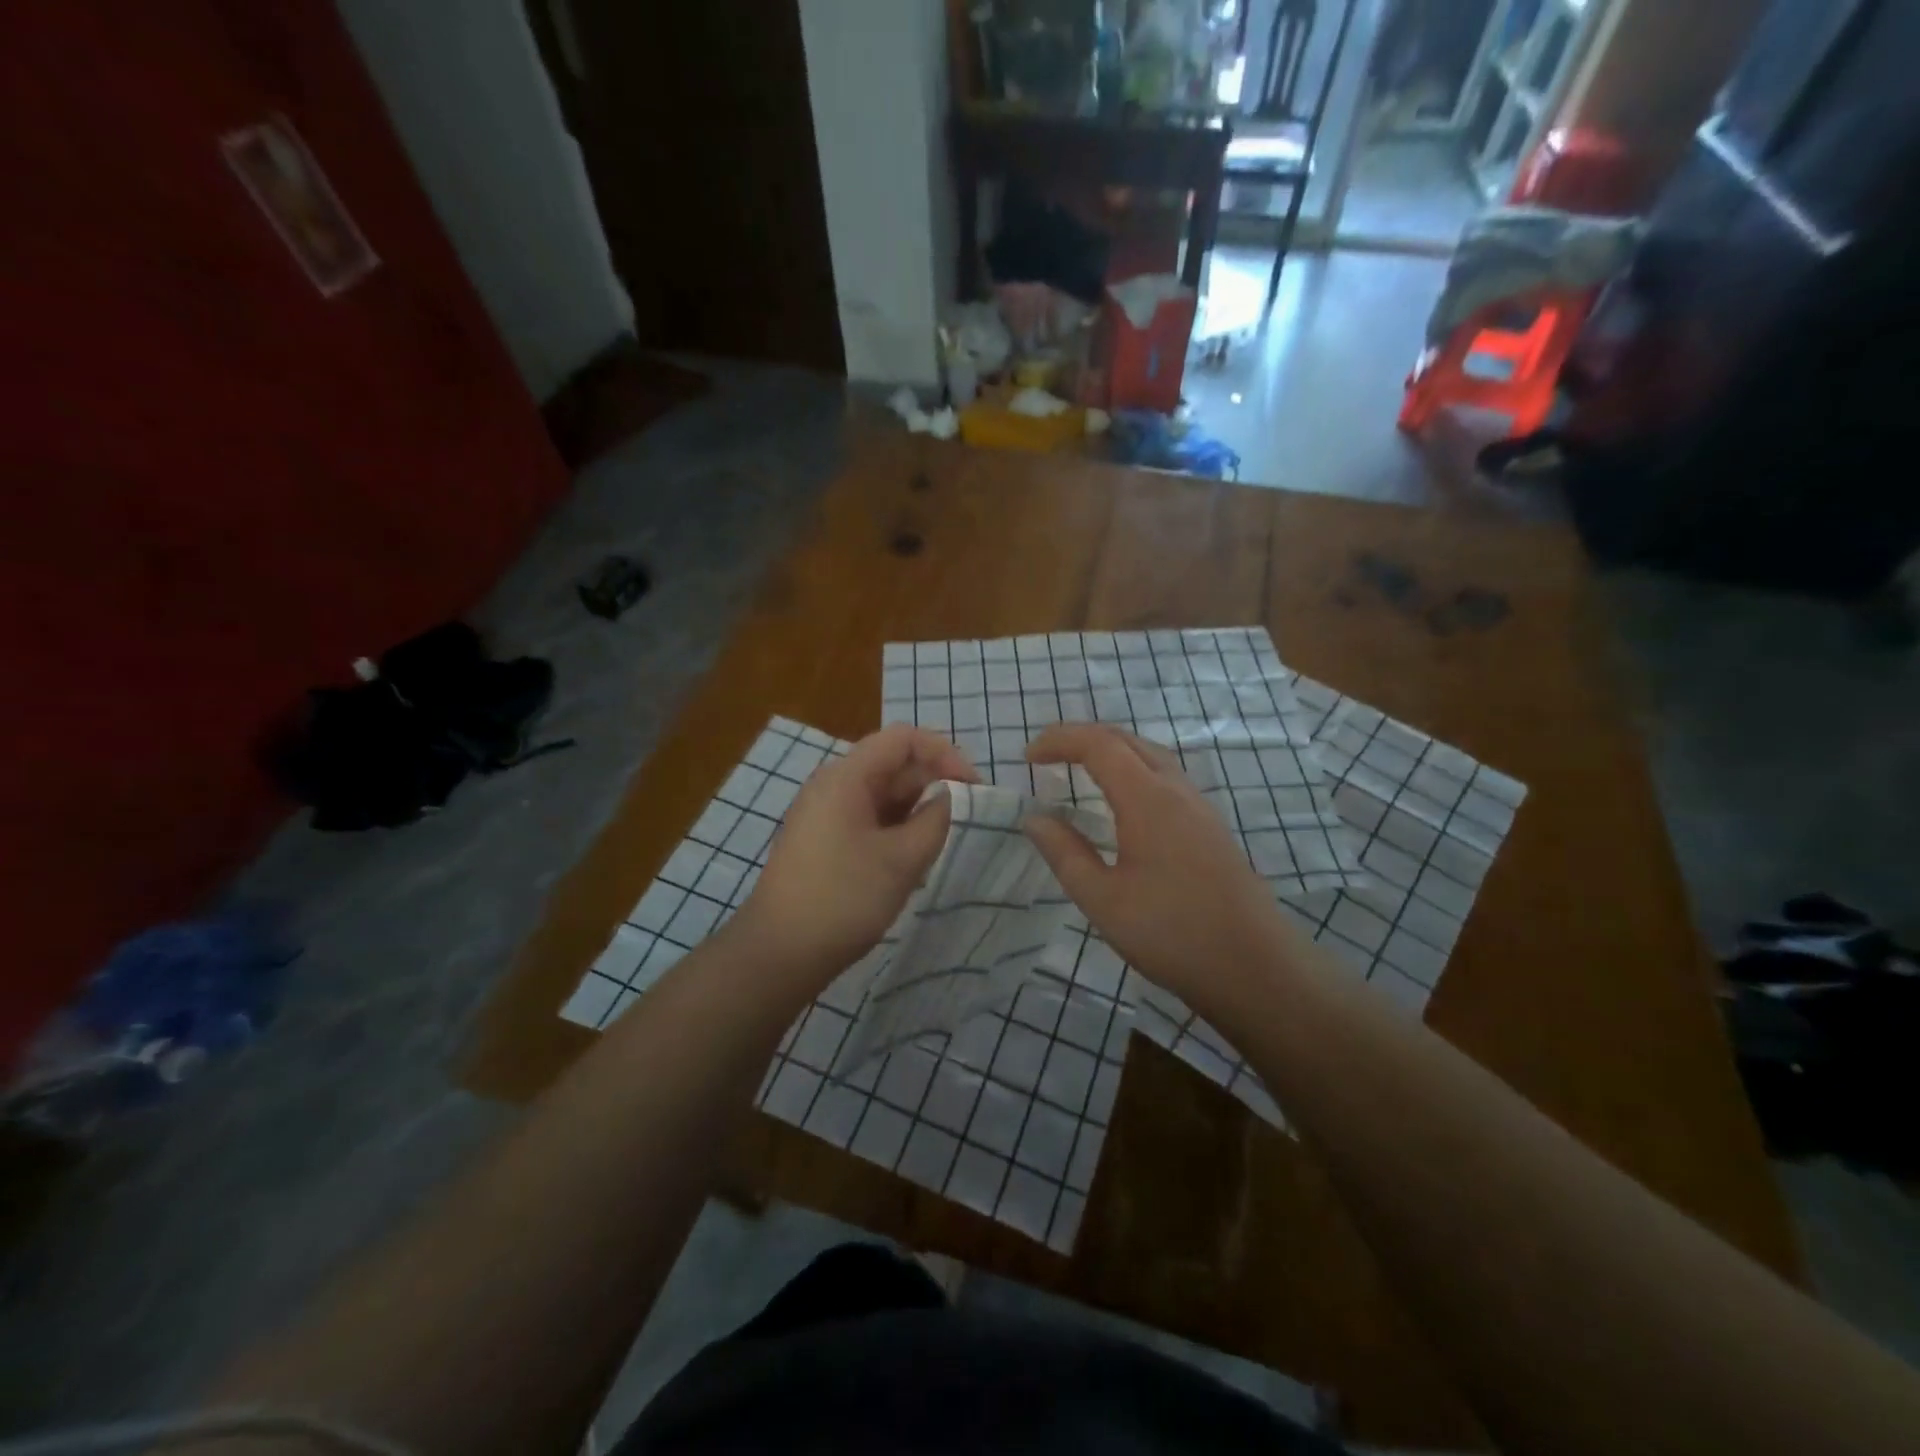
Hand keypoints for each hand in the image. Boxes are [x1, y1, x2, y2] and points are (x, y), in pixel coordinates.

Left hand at [738, 725, 978, 984]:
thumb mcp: (903, 859)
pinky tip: (912, 860)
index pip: (903, 739)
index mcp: (846, 776)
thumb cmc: (843, 898)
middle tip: (964, 819)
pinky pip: (869, 820)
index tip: (974, 786)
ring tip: (940, 843)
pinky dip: (896, 830)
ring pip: (882, 796)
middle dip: (933, 783)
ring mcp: (825, 814)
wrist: (779, 953)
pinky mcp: (824, 841)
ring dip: (916, 811)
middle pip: (892, 765)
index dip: (944, 753)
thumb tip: (948, 797)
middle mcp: (833, 785)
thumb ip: (936, 819)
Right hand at [1024, 724, 1299, 1017]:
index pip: (1099, 745)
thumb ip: (1065, 853)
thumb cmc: (1172, 933)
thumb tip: (1034, 818)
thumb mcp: (1103, 899)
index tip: (1027, 757)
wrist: (1255, 967)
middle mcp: (1176, 790)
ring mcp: (1199, 807)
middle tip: (1047, 756)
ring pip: (1150, 756)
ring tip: (1078, 769)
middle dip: (1082, 737)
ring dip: (1111, 751)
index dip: (1060, 741)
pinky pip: (1165, 777)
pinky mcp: (1210, 826)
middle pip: (1127, 740)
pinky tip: (1122, 802)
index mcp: (1148, 799)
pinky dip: (1132, 770)